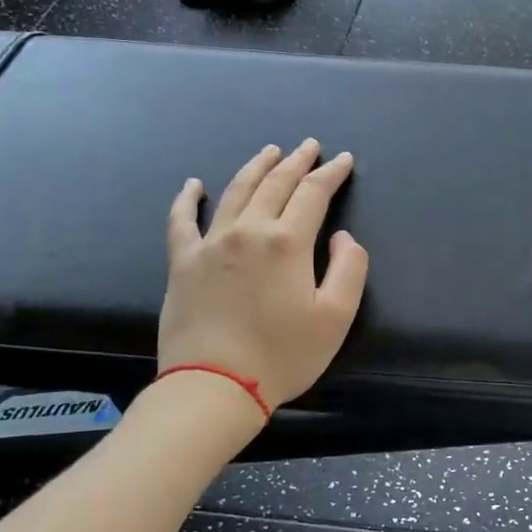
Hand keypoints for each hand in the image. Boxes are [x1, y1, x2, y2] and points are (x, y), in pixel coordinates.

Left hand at [160, 139, 368, 410]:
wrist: (215, 386)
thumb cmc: (283, 355)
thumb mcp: (337, 316)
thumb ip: (349, 268)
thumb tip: (341, 237)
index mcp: (287, 242)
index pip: (313, 194)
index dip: (331, 174)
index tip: (344, 160)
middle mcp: (248, 231)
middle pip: (274, 184)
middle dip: (296, 161)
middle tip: (310, 145)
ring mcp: (210, 244)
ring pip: (235, 191)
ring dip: (255, 168)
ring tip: (269, 151)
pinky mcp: (182, 263)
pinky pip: (182, 220)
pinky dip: (188, 198)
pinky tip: (194, 184)